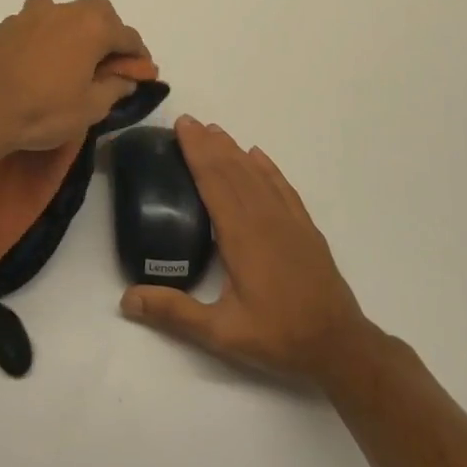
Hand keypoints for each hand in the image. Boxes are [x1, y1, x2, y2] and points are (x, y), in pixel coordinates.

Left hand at [0, 0, 153, 157]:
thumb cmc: (44, 111)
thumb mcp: (90, 108)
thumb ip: (114, 88)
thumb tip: (126, 79)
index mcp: (92, 27)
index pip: (128, 36)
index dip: (139, 55)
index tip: (142, 72)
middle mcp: (64, 11)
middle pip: (98, 12)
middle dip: (109, 32)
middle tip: (108, 61)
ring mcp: (31, 15)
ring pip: (63, 12)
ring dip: (73, 28)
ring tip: (70, 55)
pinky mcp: (6, 26)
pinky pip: (35, 24)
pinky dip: (45, 36)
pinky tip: (39, 61)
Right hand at [121, 116, 370, 385]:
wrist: (339, 345)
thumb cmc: (278, 336)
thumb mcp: (221, 333)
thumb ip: (174, 312)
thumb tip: (127, 300)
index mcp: (241, 236)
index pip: (214, 181)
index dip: (197, 152)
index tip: (183, 127)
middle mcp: (264, 218)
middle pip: (233, 170)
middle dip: (209, 143)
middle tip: (189, 121)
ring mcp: (288, 220)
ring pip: (256, 174)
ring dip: (234, 150)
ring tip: (216, 131)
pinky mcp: (305, 228)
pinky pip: (282, 187)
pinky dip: (268, 167)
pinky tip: (258, 155)